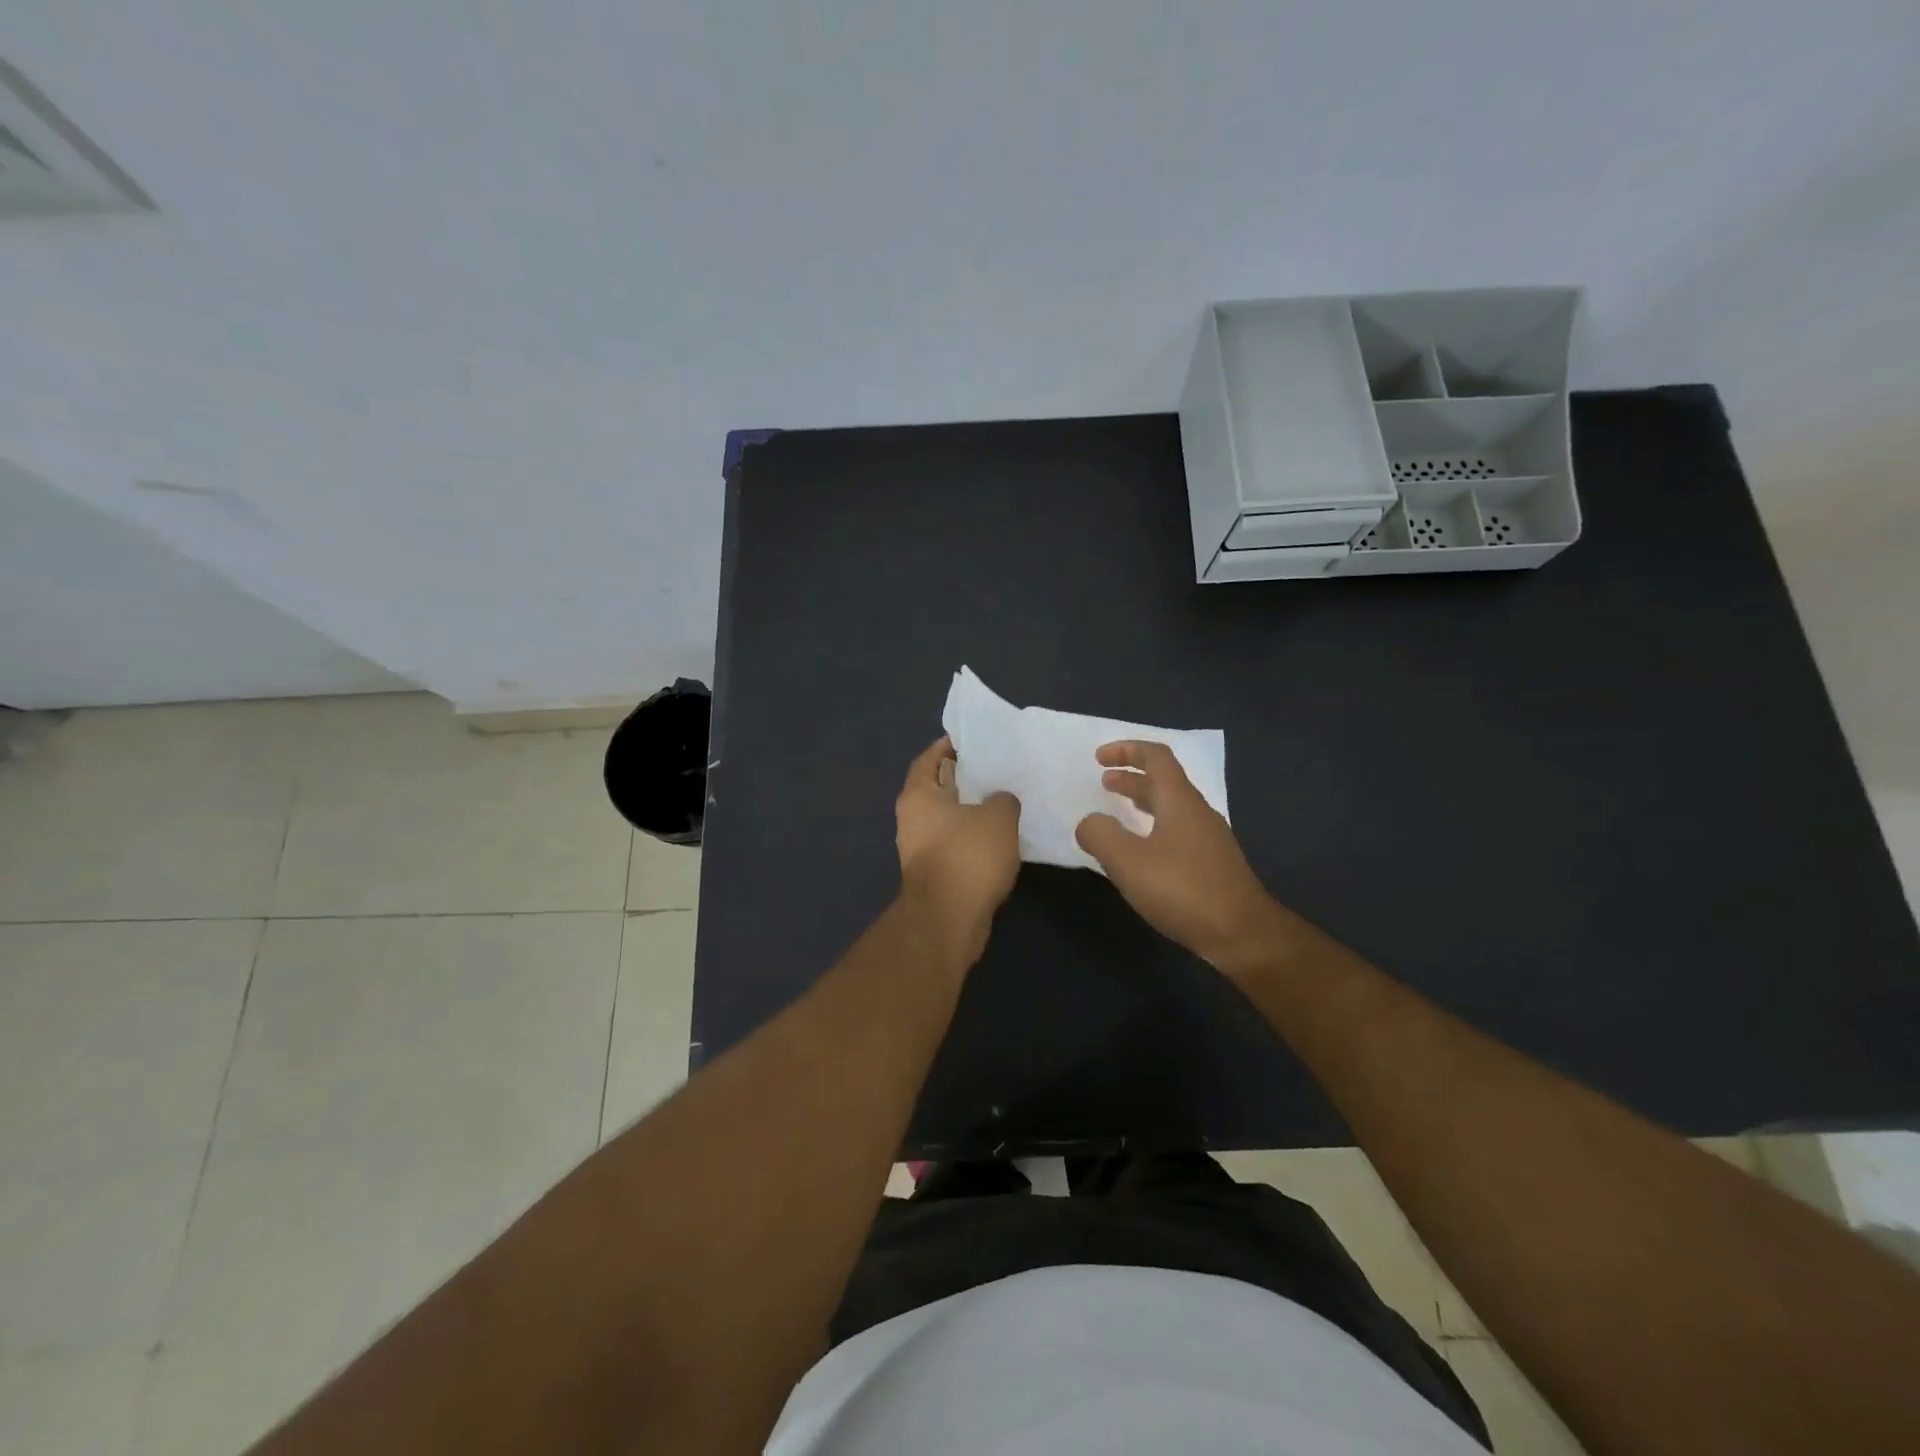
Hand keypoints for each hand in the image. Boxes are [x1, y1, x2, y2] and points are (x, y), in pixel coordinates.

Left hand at [895, 736, 1020, 969]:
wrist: (948, 918)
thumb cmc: (968, 856)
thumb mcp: (998, 817)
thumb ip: (1003, 798)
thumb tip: (1000, 800)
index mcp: (918, 795)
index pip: (929, 758)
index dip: (948, 746)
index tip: (972, 739)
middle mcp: (912, 818)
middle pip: (937, 787)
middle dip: (963, 777)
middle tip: (995, 768)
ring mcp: (920, 848)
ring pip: (946, 817)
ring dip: (969, 809)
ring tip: (1002, 799)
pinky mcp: (934, 872)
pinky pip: (954, 842)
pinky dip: (972, 836)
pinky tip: (998, 836)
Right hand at [1075, 740, 1287, 975]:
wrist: (1242, 934)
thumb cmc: (1183, 890)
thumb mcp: (1128, 862)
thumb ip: (1101, 835)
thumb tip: (1089, 822)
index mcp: (1179, 801)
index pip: (1156, 758)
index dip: (1127, 751)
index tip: (1099, 758)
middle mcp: (1197, 813)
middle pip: (1164, 782)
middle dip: (1132, 777)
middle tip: (1104, 782)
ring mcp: (1209, 840)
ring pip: (1171, 808)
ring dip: (1142, 803)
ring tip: (1117, 814)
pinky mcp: (1212, 865)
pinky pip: (1177, 832)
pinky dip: (1153, 829)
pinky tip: (1141, 854)